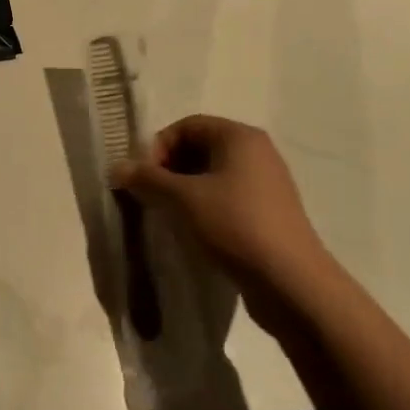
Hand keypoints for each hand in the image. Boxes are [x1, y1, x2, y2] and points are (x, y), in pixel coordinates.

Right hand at [115, 116, 327, 288]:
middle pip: (200, 148)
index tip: (145, 179)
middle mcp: (256, 152)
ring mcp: (267, 183)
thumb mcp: (182, 199)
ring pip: (213, 176)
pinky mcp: (270, 213)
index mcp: (239, 136)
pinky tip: (196, 233)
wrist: (292, 283)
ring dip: (185, 191)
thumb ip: (147, 179)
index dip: (159, 147)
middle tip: (153, 198)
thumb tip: (117, 168)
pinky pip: (228, 198)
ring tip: (171, 217)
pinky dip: (206, 208)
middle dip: (170, 170)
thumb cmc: (235, 225)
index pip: (186, 125)